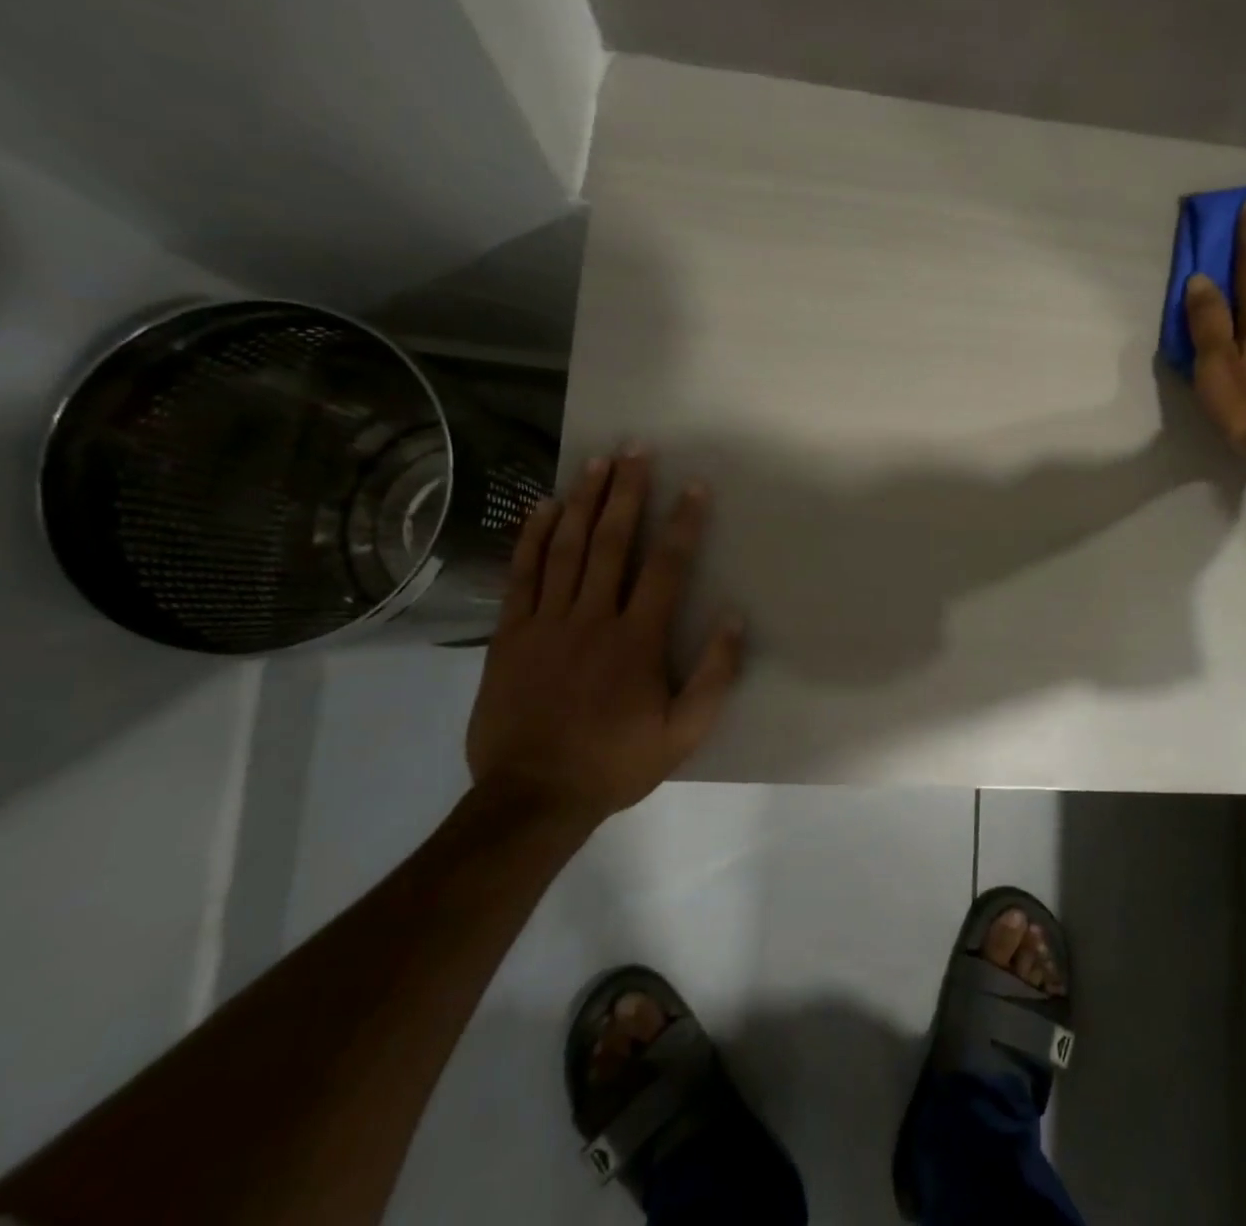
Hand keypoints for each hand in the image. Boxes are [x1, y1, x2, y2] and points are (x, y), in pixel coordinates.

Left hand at [465, 447, 744, 830]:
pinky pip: (522, 574)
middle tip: (636, 449)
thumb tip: (735, 619)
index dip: (683, 523)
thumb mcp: (683, 733)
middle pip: (613, 542)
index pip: (666, 567)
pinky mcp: (511, 634)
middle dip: (627, 491)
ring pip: (567, 548)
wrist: (532, 796)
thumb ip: (714, 676)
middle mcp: (593, 617)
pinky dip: (533, 537)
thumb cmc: (615, 762)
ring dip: (584, 501)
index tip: (694, 486)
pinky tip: (544, 507)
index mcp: (637, 640)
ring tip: (596, 462)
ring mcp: (547, 622)